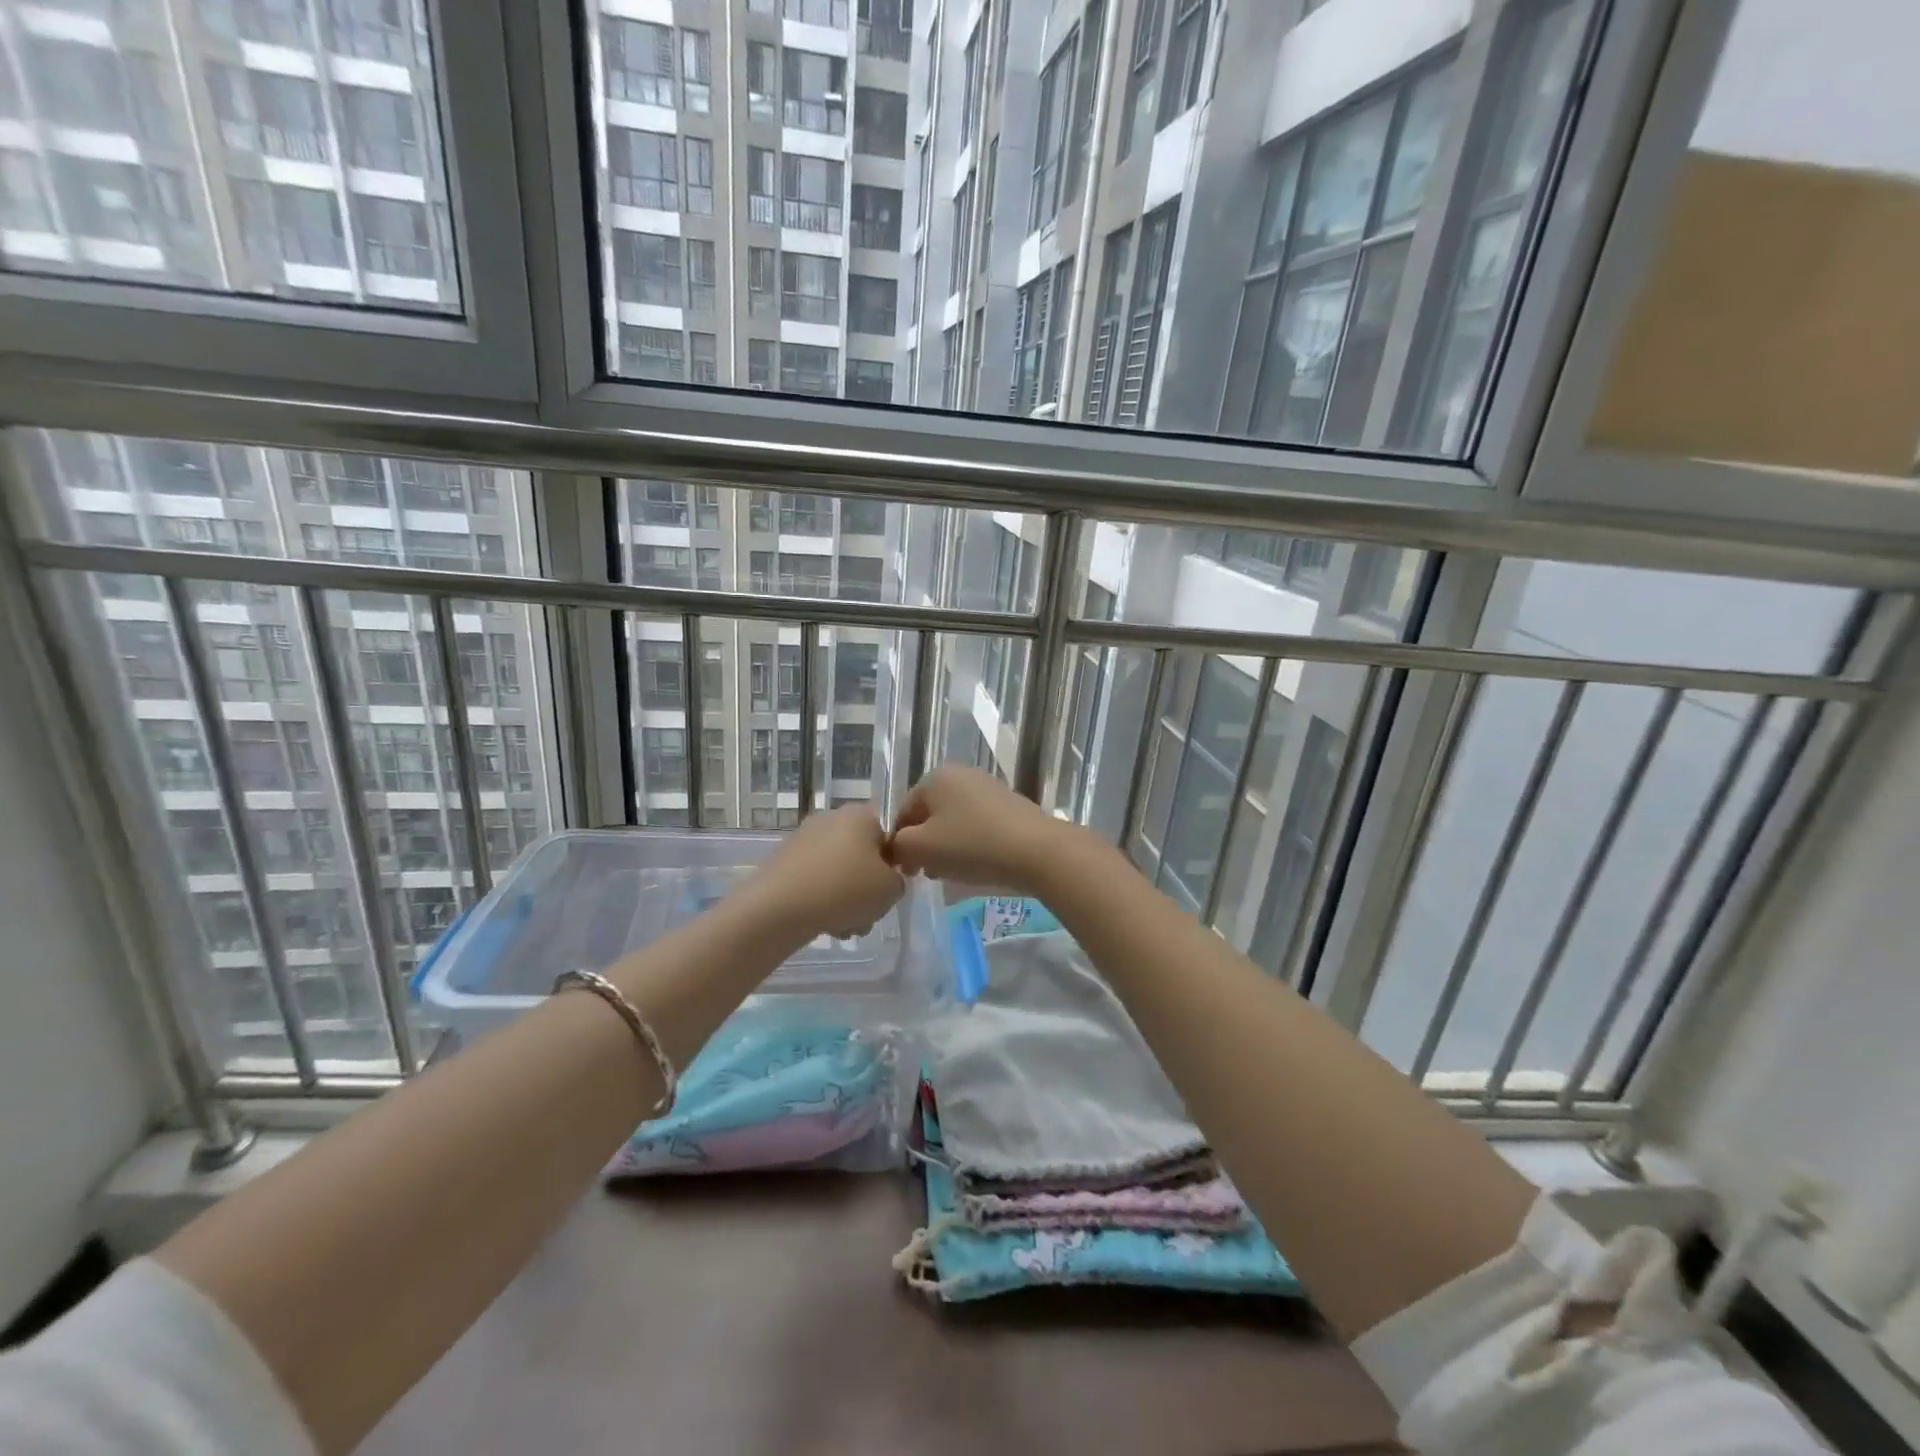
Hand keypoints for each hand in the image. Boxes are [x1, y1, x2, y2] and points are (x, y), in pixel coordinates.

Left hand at [747, 806, 905, 939]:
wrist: (779, 909)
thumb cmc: (845, 889)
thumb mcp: (891, 889)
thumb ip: (898, 881)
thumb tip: (886, 880)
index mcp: (860, 815)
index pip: (889, 836)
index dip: (894, 865)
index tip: (890, 889)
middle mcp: (831, 818)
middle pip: (862, 856)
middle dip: (868, 888)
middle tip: (869, 913)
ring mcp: (803, 839)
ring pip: (839, 872)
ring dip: (847, 899)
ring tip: (845, 927)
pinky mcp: (783, 862)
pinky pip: (815, 881)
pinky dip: (822, 900)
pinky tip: (823, 924)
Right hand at [888, 765, 1071, 895]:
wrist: (1036, 850)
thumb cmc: (972, 845)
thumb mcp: (921, 848)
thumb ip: (898, 846)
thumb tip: (898, 847)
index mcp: (935, 777)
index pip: (903, 812)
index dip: (899, 844)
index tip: (907, 872)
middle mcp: (960, 774)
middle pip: (929, 815)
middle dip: (924, 845)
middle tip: (928, 873)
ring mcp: (987, 787)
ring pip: (953, 821)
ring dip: (946, 847)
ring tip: (952, 873)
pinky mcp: (1008, 805)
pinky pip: (977, 825)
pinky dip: (970, 844)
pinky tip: (976, 864)